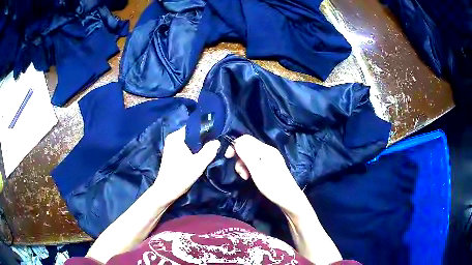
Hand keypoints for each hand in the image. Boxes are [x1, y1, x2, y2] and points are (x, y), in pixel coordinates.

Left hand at [154, 127, 219, 202]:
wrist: (167, 191)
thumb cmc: (181, 176)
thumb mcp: (199, 163)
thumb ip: (209, 151)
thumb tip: (217, 141)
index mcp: (176, 136)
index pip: (194, 127)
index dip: (206, 131)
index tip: (216, 137)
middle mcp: (172, 138)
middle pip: (192, 134)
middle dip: (203, 140)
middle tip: (214, 146)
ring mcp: (171, 146)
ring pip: (189, 142)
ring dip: (198, 147)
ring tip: (209, 151)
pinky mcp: (172, 154)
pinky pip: (185, 147)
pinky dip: (193, 151)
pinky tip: (199, 157)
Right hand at [225, 135, 306, 213]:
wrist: (288, 198)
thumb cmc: (272, 185)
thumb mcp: (256, 170)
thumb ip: (246, 155)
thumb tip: (236, 141)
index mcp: (266, 149)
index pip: (246, 139)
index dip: (235, 146)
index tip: (227, 158)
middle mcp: (268, 150)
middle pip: (247, 147)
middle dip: (240, 158)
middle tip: (241, 173)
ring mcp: (270, 158)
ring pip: (250, 155)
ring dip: (244, 165)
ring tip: (245, 177)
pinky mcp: (271, 165)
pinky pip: (256, 162)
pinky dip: (250, 168)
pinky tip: (251, 177)